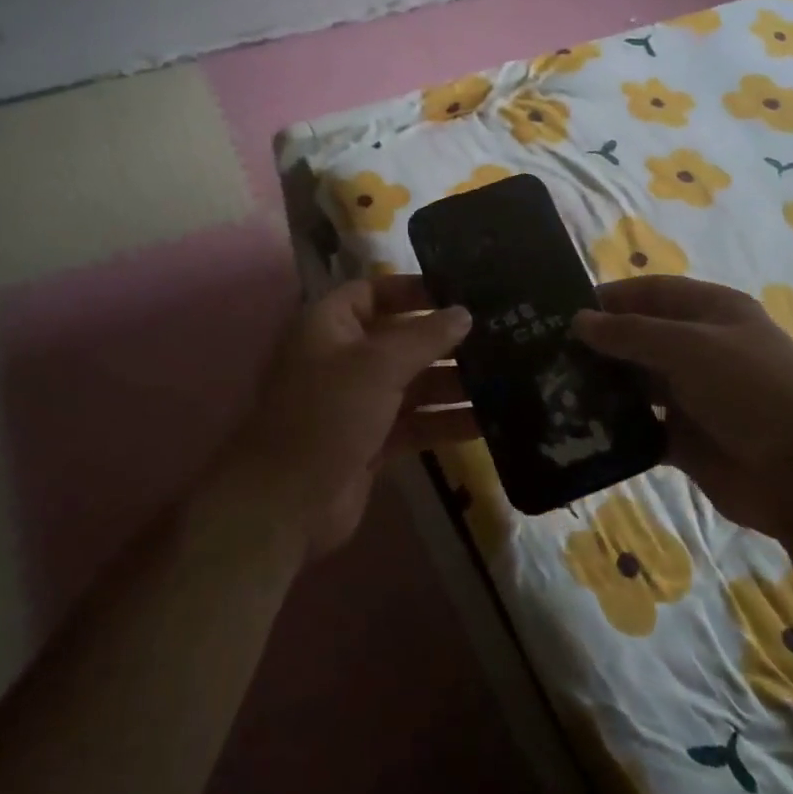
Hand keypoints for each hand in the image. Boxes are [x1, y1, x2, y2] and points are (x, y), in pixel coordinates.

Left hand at [220, 276, 474, 561]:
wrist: (286, 503)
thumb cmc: (327, 415)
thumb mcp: (377, 365)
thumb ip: (424, 336)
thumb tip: (464, 312)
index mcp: (331, 326)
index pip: (374, 292)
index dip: (413, 289)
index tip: (460, 291)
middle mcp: (344, 359)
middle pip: (402, 339)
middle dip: (446, 340)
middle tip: (500, 335)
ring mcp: (359, 402)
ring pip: (414, 383)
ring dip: (454, 382)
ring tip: (507, 378)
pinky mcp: (374, 441)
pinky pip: (417, 422)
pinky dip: (447, 421)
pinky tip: (488, 421)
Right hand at [574, 276, 792, 536]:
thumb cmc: (752, 390)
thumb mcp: (690, 347)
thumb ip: (631, 333)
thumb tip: (578, 320)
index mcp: (711, 312)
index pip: (651, 292)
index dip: (610, 298)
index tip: (561, 310)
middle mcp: (700, 348)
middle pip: (640, 338)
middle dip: (599, 344)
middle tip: (545, 355)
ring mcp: (693, 394)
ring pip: (636, 383)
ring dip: (603, 386)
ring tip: (553, 390)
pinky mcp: (685, 438)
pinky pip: (641, 426)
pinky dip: (615, 426)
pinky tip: (579, 428)